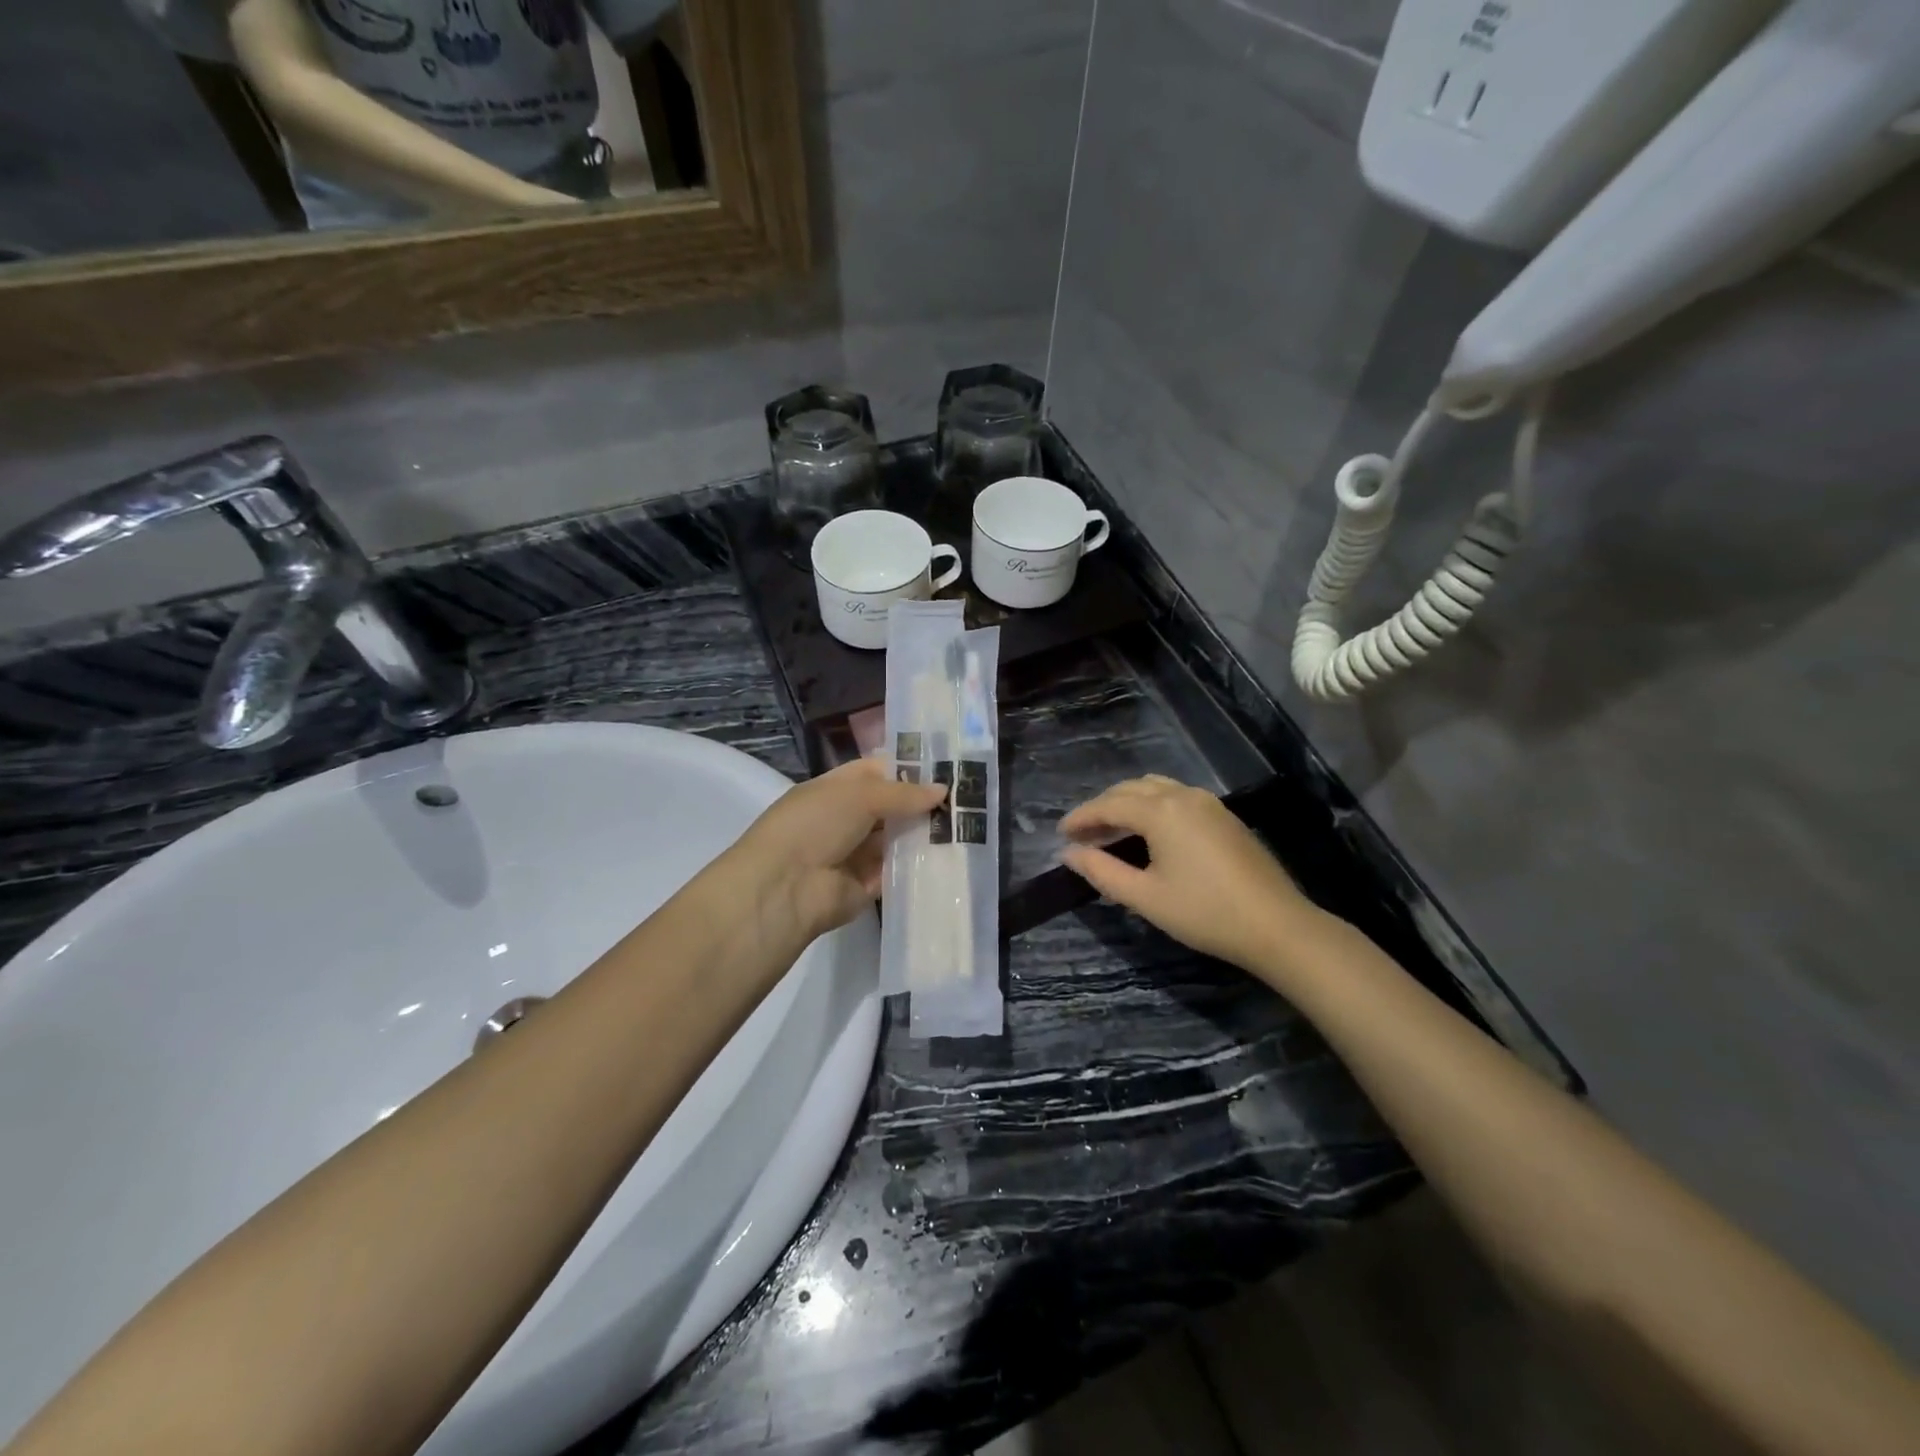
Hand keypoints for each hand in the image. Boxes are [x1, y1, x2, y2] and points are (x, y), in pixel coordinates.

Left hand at [717, 758, 946, 948]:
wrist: (784, 888)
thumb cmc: (814, 825)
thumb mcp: (858, 795)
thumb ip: (903, 793)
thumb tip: (942, 790)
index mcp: (835, 789)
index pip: (876, 772)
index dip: (907, 768)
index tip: (947, 767)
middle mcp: (845, 818)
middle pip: (890, 806)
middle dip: (922, 802)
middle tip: (967, 797)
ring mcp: (855, 853)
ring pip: (897, 839)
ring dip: (924, 833)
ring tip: (968, 823)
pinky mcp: (867, 886)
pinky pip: (898, 871)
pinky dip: (919, 864)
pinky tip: (953, 854)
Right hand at [1060, 776, 1320, 971]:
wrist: (1277, 926)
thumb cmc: (1205, 913)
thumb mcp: (1145, 897)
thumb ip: (1102, 872)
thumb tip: (1069, 854)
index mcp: (1160, 811)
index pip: (1108, 805)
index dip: (1081, 818)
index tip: (1060, 833)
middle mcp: (1183, 796)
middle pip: (1130, 789)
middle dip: (1102, 807)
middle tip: (1081, 834)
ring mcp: (1208, 803)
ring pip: (1155, 788)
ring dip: (1127, 803)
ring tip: (1111, 830)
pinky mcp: (1224, 816)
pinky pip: (1176, 797)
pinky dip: (1152, 806)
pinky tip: (1149, 832)